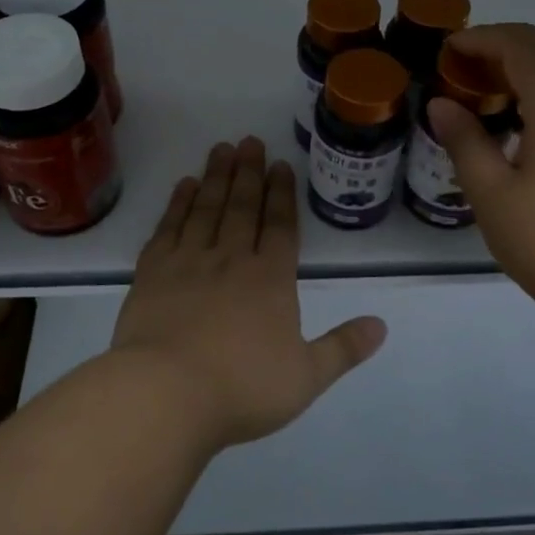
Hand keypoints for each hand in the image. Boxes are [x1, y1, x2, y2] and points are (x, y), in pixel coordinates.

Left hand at [111, 137, 386, 448]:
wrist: (166, 394)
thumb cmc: (242, 388)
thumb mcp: (306, 377)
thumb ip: (343, 348)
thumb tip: (381, 325)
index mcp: (270, 279)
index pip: (280, 225)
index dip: (282, 193)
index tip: (280, 164)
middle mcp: (231, 259)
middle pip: (242, 206)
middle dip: (249, 172)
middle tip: (249, 141)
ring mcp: (188, 261)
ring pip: (206, 208)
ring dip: (216, 177)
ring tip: (221, 149)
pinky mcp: (152, 272)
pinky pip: (168, 227)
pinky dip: (177, 204)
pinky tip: (183, 186)